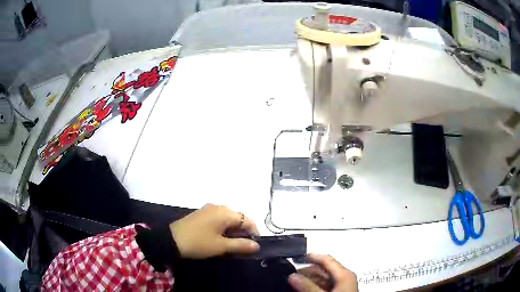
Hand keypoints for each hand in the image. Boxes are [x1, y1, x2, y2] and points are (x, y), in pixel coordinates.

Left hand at [169, 204, 259, 258]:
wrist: (171, 240)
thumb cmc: (199, 243)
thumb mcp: (221, 246)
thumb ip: (241, 245)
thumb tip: (256, 245)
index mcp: (225, 212)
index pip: (247, 220)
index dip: (254, 232)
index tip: (255, 245)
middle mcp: (218, 207)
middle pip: (237, 218)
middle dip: (243, 231)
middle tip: (244, 246)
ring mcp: (208, 209)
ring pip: (227, 218)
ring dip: (233, 230)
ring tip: (233, 244)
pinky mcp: (201, 214)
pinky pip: (218, 219)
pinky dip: (223, 228)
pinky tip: (221, 238)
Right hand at [288, 254, 357, 291]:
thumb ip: (307, 286)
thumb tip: (292, 276)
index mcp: (344, 274)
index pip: (327, 260)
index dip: (311, 257)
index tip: (296, 257)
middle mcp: (344, 278)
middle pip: (323, 270)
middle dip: (306, 272)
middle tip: (291, 275)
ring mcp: (341, 287)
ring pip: (322, 280)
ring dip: (308, 281)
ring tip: (294, 284)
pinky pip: (323, 287)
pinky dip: (312, 288)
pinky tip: (303, 291)